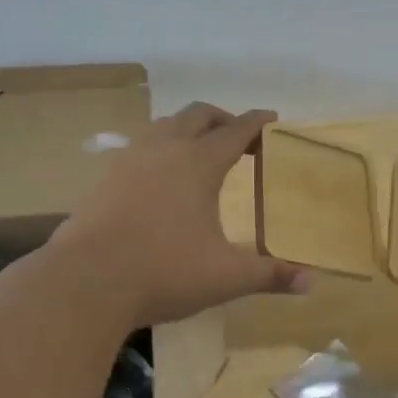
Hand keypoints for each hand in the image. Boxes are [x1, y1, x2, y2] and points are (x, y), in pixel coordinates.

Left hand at [51, 103, 310, 325]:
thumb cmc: (163, 272)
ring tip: (200, 152)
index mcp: (199, 163)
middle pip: (198, 115)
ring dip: (188, 129)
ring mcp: (130, 160)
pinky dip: (160, 148)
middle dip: (223, 119)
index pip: (237, 130)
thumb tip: (312, 282)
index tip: (273, 119)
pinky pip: (140, 147)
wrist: (85, 281)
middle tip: (239, 137)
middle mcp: (165, 149)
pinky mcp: (105, 178)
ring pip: (165, 125)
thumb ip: (270, 275)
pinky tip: (159, 178)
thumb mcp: (224, 277)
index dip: (258, 123)